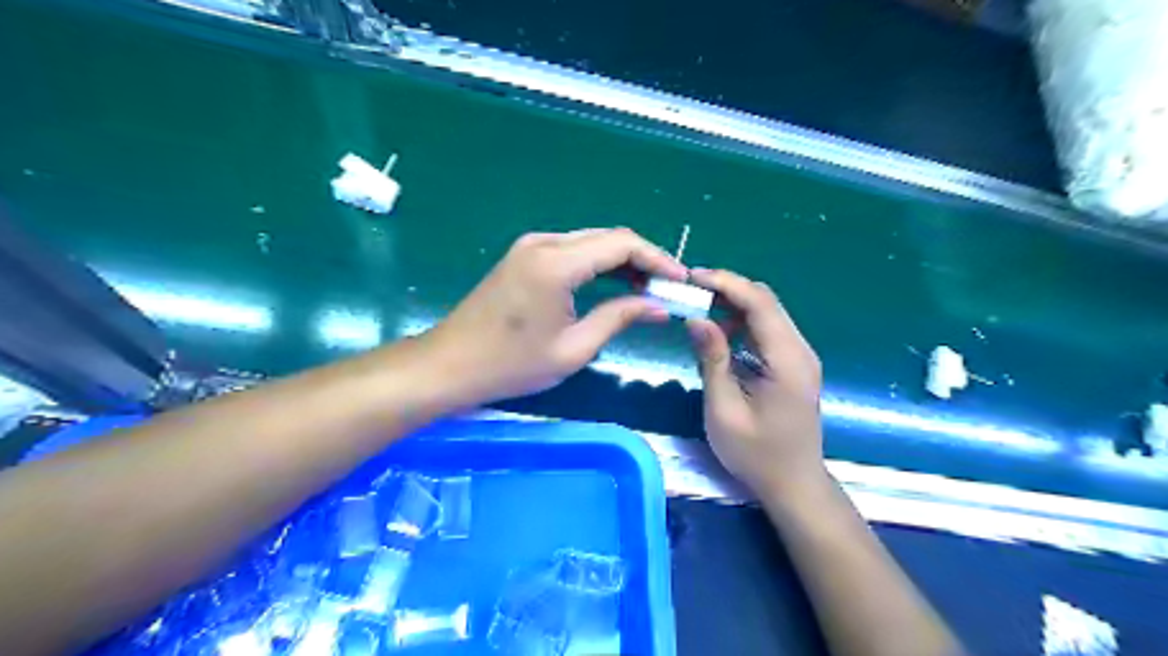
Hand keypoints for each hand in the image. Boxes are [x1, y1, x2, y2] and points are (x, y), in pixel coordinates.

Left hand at [425, 229, 685, 403]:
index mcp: (557, 263)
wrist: (451, 365)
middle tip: (668, 287)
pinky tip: (615, 283)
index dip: (657, 259)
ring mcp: (531, 246)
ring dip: (622, 260)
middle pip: (608, 237)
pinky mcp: (524, 255)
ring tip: (648, 288)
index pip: (622, 244)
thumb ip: (620, 318)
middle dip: (643, 258)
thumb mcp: (574, 348)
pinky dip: (599, 263)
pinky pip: (572, 250)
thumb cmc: (512, 364)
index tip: (681, 281)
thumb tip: (660, 307)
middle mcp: (544, 242)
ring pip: (591, 241)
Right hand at [686, 269, 830, 499]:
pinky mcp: (793, 364)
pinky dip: (741, 322)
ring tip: (698, 305)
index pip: (759, 303)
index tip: (692, 277)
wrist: (794, 484)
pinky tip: (718, 329)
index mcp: (788, 360)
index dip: (726, 283)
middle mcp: (800, 350)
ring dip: (733, 304)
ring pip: (767, 312)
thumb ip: (712, 360)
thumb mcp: (724, 410)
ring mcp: (799, 356)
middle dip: (728, 288)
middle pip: (766, 301)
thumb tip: (696, 318)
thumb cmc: (756, 454)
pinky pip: (767, 330)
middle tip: (690, 290)